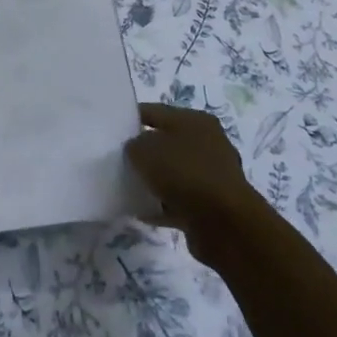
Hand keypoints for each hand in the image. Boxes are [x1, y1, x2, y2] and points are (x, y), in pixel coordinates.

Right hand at [125, 103, 259, 269]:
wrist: (224, 224)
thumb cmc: (184, 173)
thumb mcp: (145, 150)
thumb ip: (134, 145)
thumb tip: (136, 151)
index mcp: (195, 120)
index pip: (156, 112)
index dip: (132, 117)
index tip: (111, 129)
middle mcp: (208, 143)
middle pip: (167, 143)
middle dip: (144, 152)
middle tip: (118, 159)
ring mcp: (212, 176)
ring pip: (174, 173)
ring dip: (154, 181)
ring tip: (128, 187)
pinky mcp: (211, 206)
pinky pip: (179, 200)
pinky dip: (163, 205)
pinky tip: (142, 212)